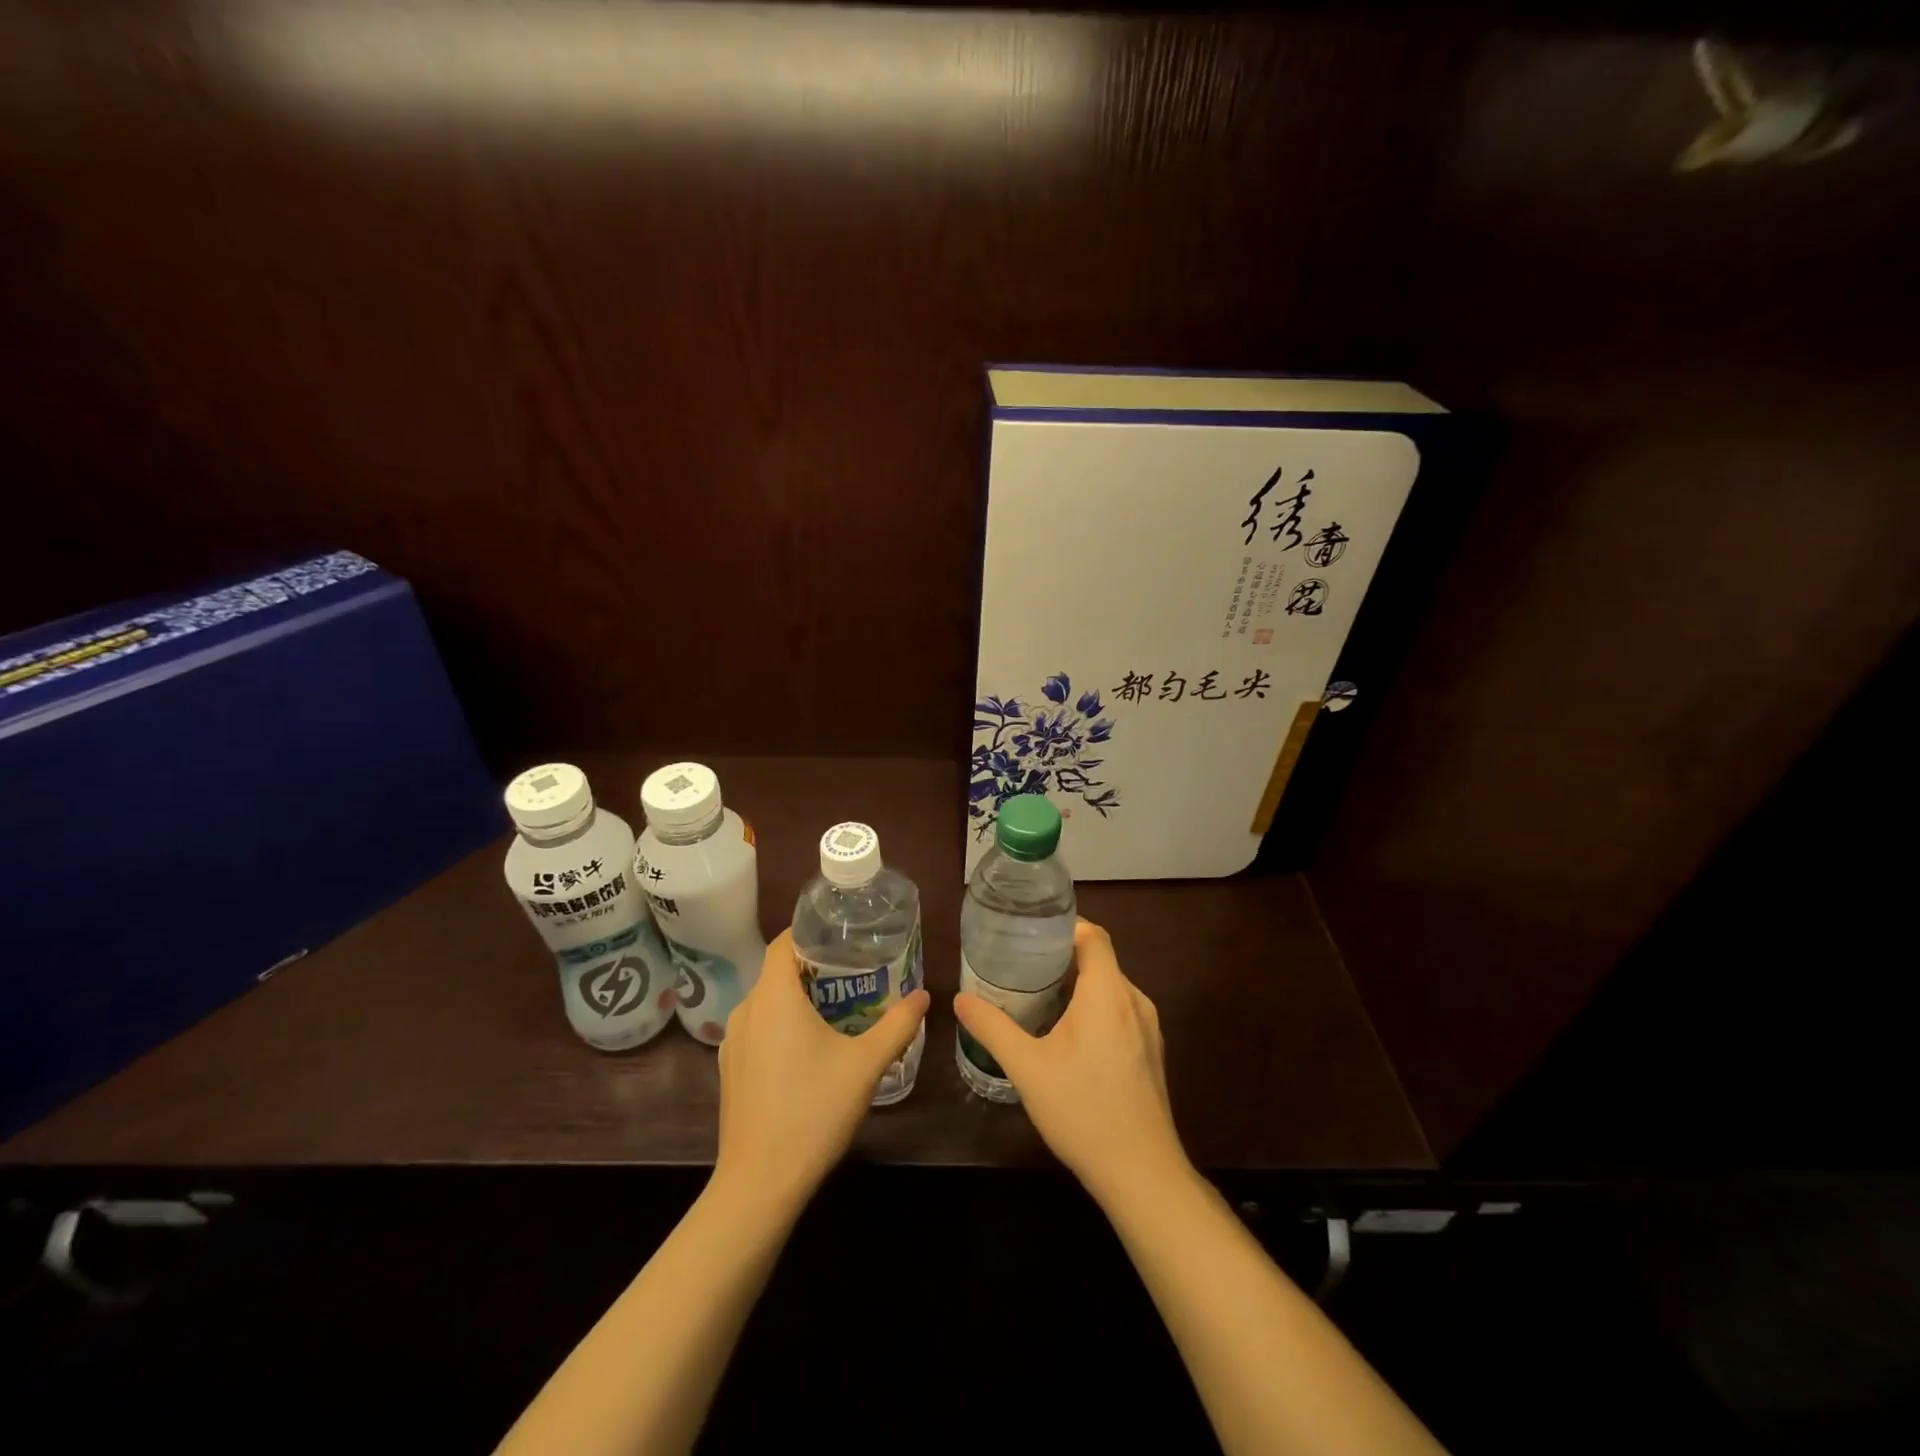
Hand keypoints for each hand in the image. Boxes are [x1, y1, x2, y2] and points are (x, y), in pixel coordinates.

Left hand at [712, 929, 929, 1211]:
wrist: (759, 1184)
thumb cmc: (813, 1111)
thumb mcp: (865, 1065)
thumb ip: (898, 1024)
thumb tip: (923, 995)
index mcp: (774, 996)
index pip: (785, 941)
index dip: (812, 931)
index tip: (844, 935)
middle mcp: (747, 1009)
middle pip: (778, 970)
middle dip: (815, 966)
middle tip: (855, 972)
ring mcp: (733, 1041)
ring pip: (768, 1001)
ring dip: (798, 997)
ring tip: (838, 1007)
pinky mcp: (730, 1068)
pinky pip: (759, 1027)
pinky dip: (782, 1024)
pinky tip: (809, 1049)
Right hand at [953, 919, 1189, 1206]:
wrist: (1141, 1174)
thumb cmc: (1083, 1111)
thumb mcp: (1027, 1068)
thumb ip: (992, 1027)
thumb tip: (960, 998)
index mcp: (1108, 993)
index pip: (1093, 935)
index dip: (1064, 926)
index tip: (1029, 933)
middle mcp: (1134, 1000)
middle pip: (1100, 960)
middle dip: (1062, 957)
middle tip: (1021, 965)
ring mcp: (1149, 1028)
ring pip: (1110, 988)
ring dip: (1078, 985)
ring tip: (1038, 996)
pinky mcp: (1151, 1052)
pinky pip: (1121, 1011)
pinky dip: (1094, 1009)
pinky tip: (1068, 1035)